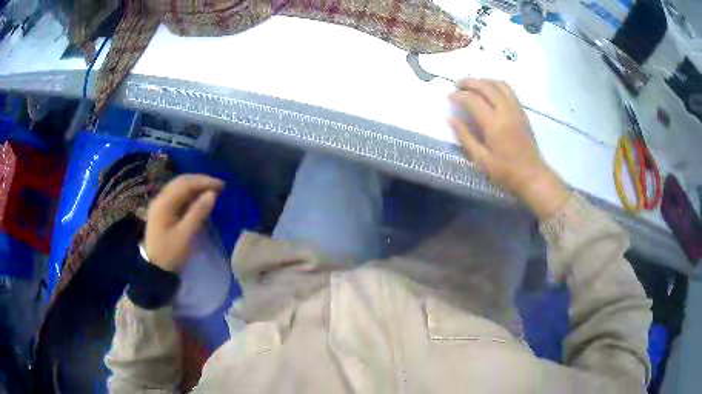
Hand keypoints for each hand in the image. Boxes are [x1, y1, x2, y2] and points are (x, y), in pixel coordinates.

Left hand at [145, 174, 223, 271]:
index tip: (222, 186)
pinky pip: (177, 196)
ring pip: (179, 187)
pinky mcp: (163, 211)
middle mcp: (161, 199)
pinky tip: (199, 199)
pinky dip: (190, 194)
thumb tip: (212, 194)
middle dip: (200, 181)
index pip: (185, 184)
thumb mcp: (185, 236)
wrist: (155, 269)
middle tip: (219, 186)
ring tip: (212, 191)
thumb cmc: (170, 254)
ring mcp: (160, 204)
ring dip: (196, 186)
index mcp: (164, 203)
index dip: (204, 182)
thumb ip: (198, 213)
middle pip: (181, 182)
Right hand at [448, 78, 568, 218]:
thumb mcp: (481, 160)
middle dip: (469, 82)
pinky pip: (508, 90)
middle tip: (456, 85)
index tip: (449, 98)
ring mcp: (516, 109)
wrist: (533, 175)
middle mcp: (506, 111)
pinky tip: (489, 91)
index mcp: (494, 124)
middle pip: (485, 86)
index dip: (458, 96)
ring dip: (483, 81)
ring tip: (472, 86)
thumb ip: (465, 137)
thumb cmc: (505, 172)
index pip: (473, 100)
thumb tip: (450, 118)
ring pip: (499, 84)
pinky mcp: (522, 112)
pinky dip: (495, 85)